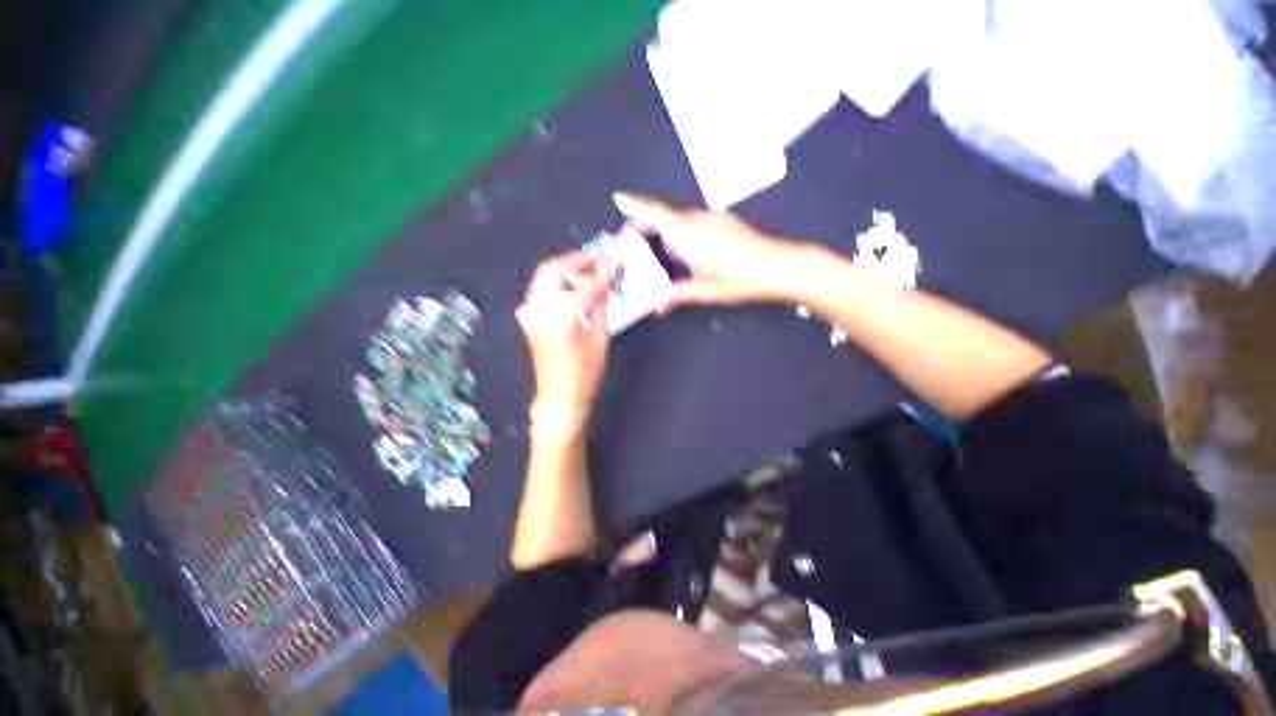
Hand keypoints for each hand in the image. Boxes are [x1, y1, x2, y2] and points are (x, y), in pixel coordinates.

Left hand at [516, 251, 613, 441]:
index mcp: (561, 315)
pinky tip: (572, 288)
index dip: (603, 271)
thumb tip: (606, 282)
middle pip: (554, 269)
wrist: (558, 398)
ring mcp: (531, 313)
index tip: (615, 261)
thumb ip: (600, 306)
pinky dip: (556, 283)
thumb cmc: (584, 375)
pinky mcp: (529, 319)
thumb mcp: (599, 339)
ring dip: (565, 269)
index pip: (585, 284)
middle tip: (598, 259)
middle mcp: (541, 308)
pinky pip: (540, 290)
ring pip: (544, 277)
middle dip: (577, 259)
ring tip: (589, 271)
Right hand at [613, 192, 806, 309]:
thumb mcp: (706, 291)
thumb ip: (679, 295)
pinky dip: (686, 234)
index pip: (656, 215)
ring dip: (670, 234)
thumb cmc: (740, 281)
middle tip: (636, 240)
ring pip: (682, 221)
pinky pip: (696, 224)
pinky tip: (693, 255)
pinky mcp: (725, 222)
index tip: (619, 198)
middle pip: (667, 217)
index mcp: (689, 235)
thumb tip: (658, 307)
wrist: (780, 267)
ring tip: (669, 258)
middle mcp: (699, 220)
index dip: (636, 206)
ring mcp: (714, 219)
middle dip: (650, 226)